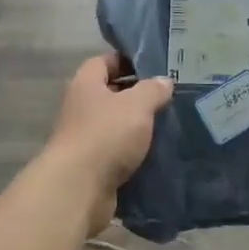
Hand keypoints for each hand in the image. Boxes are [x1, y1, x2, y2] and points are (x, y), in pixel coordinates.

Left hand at [45, 53, 172, 234]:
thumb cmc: (106, 135)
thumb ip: (153, 89)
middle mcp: (80, 108)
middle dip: (137, 96)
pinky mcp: (92, 166)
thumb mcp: (137, 105)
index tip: (154, 67)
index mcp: (85, 85)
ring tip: (168, 125)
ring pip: (115, 126)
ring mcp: (84, 139)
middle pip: (110, 94)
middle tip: (168, 97)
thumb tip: (164, 81)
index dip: (127, 60)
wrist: (79, 188)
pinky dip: (134, 153)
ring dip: (137, 127)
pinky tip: (158, 153)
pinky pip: (117, 152)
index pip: (104, 62)